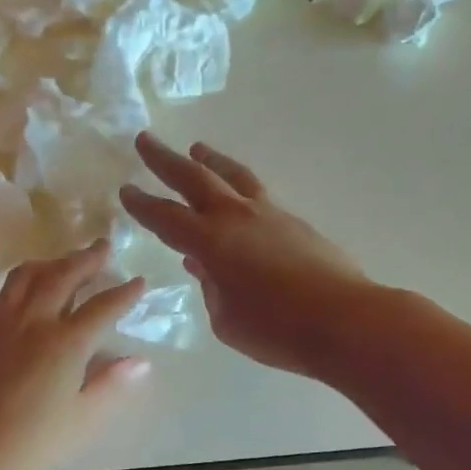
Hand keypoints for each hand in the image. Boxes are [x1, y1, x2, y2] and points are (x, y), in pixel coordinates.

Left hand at [0, 241, 149, 469]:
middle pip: (62, 276)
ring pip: (24, 277)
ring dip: (49, 264)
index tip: (139, 281)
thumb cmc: (30, 449)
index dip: (124, 293)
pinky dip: (13, 288)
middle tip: (102, 246)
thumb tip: (140, 362)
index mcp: (65, 343)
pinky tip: (16, 298)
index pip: (102, 307)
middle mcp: (31, 321)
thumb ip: (110, 385)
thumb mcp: (81, 421)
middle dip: (86, 259)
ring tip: (62, 263)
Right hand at [120, 133, 372, 376]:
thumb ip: (211, 288)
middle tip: (146, 139)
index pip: (166, 217)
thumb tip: (206, 267)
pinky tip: (239, 199)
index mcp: (211, 242)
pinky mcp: (295, 222)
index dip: (142, 204)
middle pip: (194, 179)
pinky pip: (258, 195)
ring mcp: (270, 215)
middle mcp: (236, 217)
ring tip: (198, 149)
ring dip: (211, 161)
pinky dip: (239, 187)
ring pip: (234, 176)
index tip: (126, 189)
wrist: (345, 320)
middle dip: (165, 160)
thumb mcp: (226, 319)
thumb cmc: (276, 329)